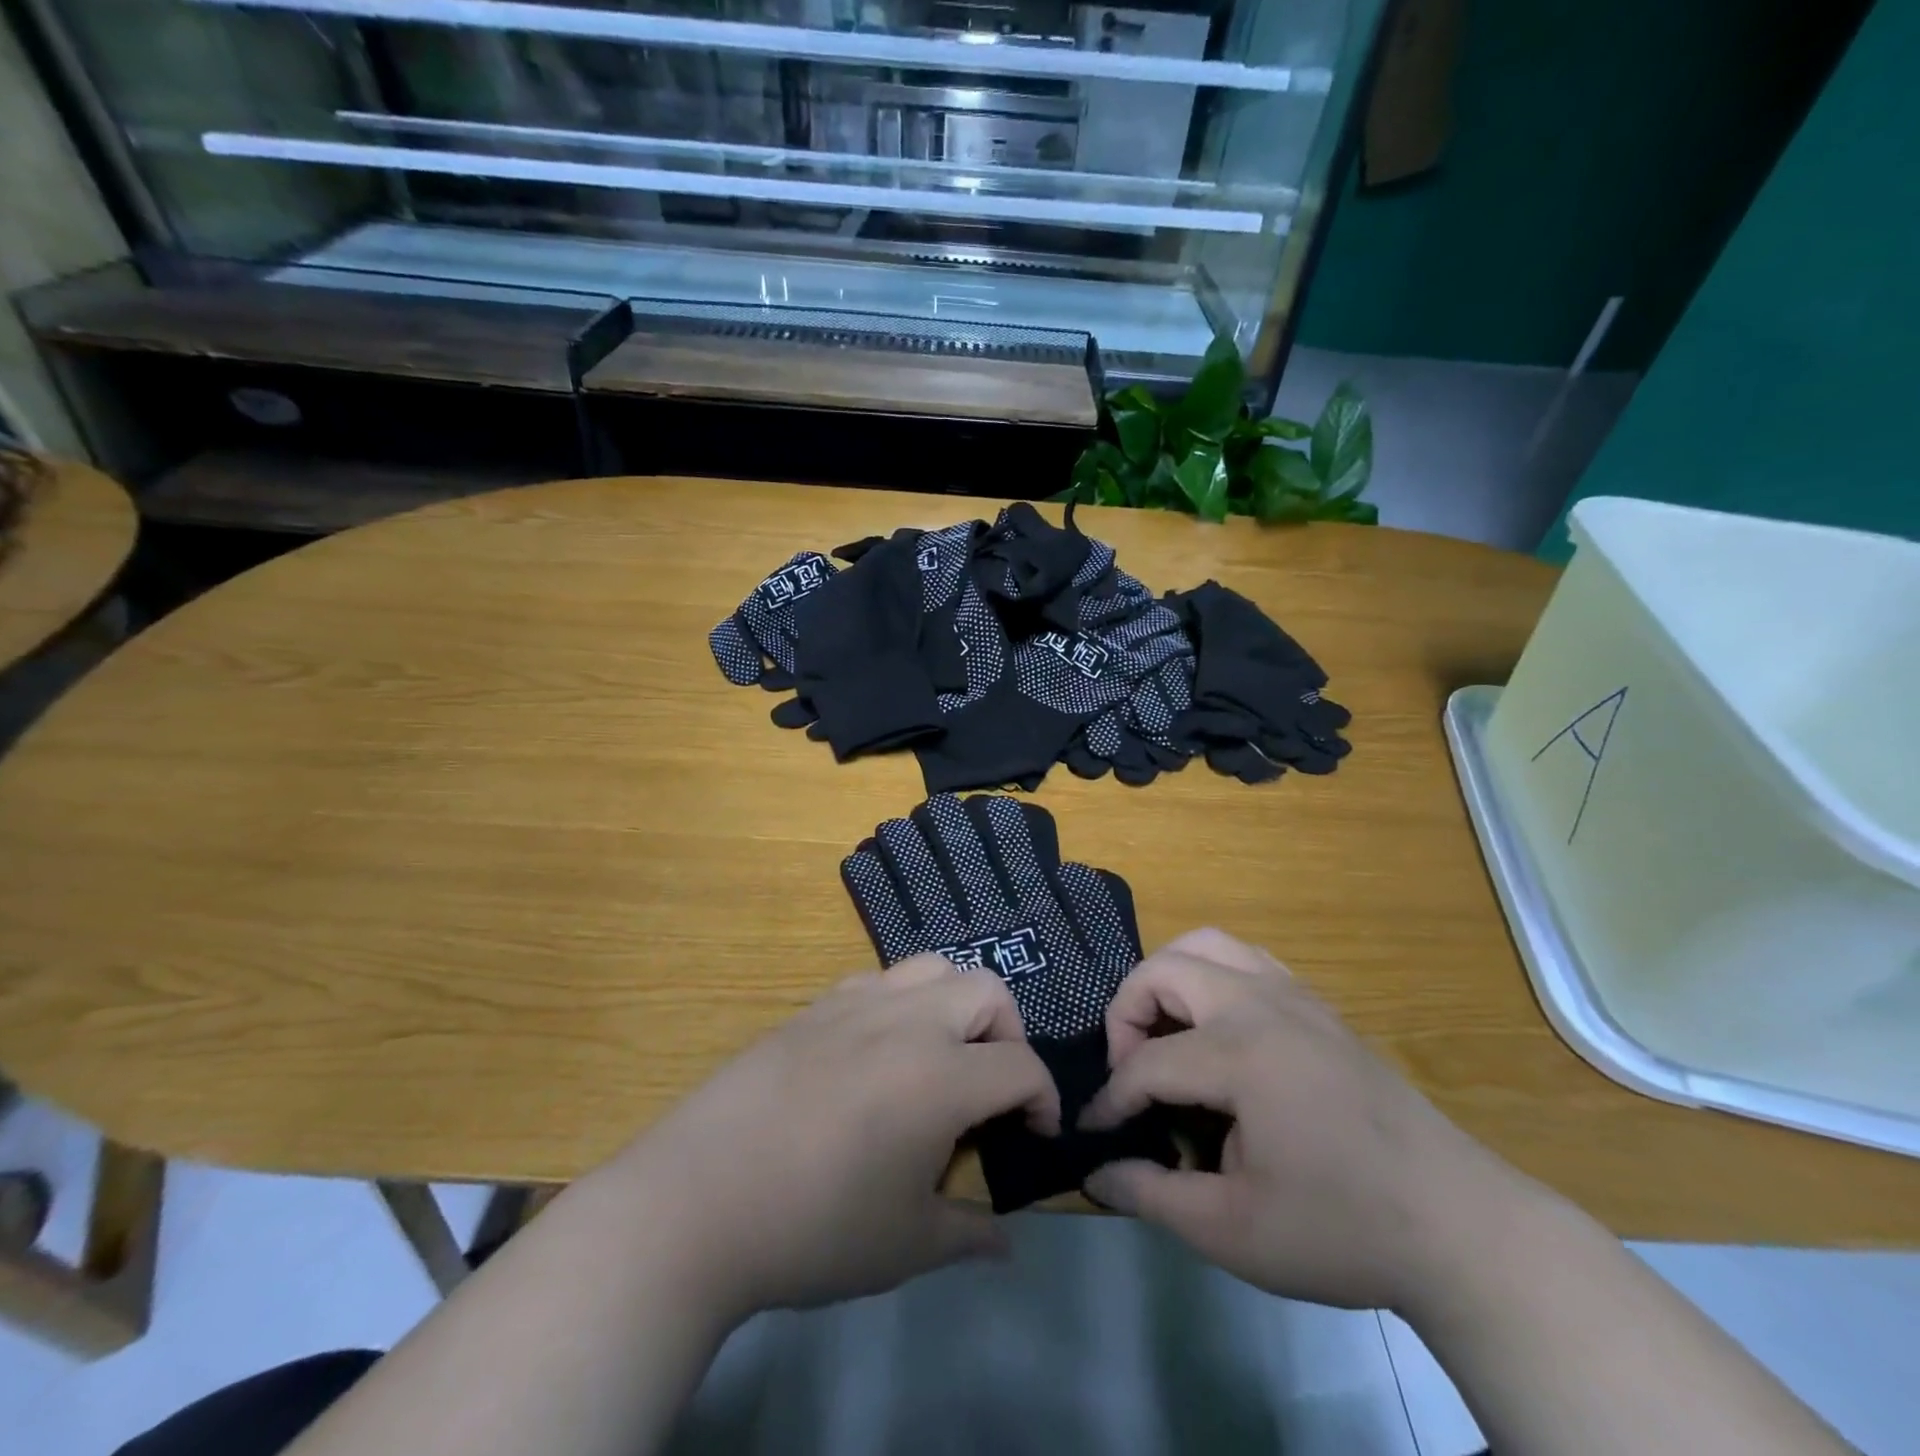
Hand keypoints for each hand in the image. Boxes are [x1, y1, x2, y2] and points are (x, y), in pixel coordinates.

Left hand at [605, 955, 1059, 1322]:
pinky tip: (879, 1047)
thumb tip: (1006, 1242)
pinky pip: (880, 979)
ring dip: (956, 1003)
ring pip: (934, 967)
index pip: (1021, 1065)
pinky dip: (903, 1000)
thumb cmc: (814, 1228)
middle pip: (988, 990)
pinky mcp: (816, 1004)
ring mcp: (858, 1002)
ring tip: (941, 1053)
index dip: (1043, 1099)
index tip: (1033, 1134)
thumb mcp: (905, 1245)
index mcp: (940, 1076)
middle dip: (1009, 1033)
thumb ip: (969, 1234)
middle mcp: (908, 1021)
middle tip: (991, 1085)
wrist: (699, 1198)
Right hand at [1081, 929, 1534, 1311]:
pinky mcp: (1318, 1005)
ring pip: (1207, 945)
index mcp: (1239, 1055)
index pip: (1146, 1062)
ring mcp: (1295, 996)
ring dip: (1170, 981)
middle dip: (1128, 1014)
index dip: (1111, 1098)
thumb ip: (1153, 1195)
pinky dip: (1213, 977)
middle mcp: (1261, 1005)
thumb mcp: (1235, 1231)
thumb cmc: (1343, 1229)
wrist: (1461, 1227)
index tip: (1094, 1130)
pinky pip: (1246, 959)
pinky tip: (1220, 1031)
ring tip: (1169, 1036)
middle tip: (1133, 1070)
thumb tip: (1096, 1173)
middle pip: (1163, 970)